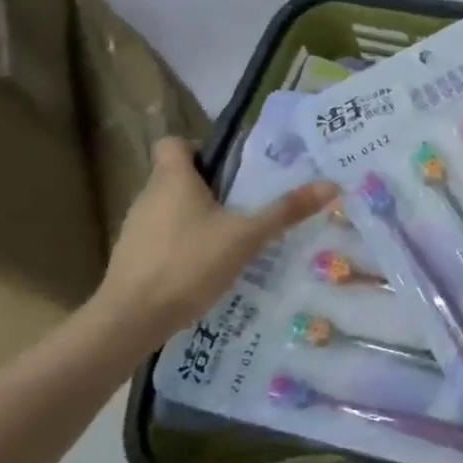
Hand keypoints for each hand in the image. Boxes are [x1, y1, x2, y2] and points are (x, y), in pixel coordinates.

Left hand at [94, 139, 338, 352]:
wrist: (130, 319)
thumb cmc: (188, 264)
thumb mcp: (246, 237)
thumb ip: (285, 211)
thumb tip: (331, 184)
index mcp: (172, 179)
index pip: (174, 143)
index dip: (199, 148)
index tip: (228, 169)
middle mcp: (149, 196)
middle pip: (176, 176)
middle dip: (209, 187)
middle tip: (245, 204)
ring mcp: (136, 228)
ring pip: (170, 209)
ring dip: (197, 218)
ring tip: (231, 238)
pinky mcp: (133, 257)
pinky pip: (162, 237)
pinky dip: (183, 244)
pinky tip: (206, 268)